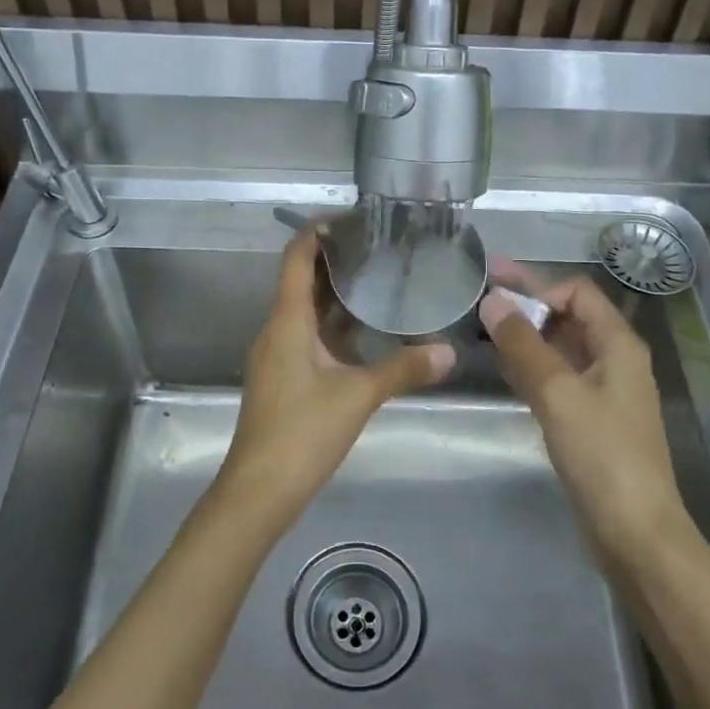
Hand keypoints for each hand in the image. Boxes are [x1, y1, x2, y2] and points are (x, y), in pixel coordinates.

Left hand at [215, 228, 454, 528]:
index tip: (351, 219)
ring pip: (307, 312)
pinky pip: (310, 337)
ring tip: (379, 280)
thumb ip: (403, 370)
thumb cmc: (302, 432)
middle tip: (379, 247)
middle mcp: (278, 331)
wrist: (260, 490)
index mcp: (287, 322)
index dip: (316, 233)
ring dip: (337, 295)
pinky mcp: (285, 378)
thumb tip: (448, 352)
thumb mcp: (358, 396)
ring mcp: (279, 356)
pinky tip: (367, 331)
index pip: (296, 259)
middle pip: (302, 282)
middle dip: (336, 261)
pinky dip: (336, 326)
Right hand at [479, 266, 694, 564]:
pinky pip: (557, 378)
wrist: (634, 531)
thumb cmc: (602, 455)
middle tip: (479, 295)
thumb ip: (524, 345)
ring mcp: (602, 392)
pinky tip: (504, 369)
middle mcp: (614, 360)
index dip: (539, 289)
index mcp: (618, 344)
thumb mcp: (559, 393)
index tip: (499, 304)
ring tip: (482, 330)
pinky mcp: (589, 420)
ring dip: (525, 336)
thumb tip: (493, 301)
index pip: (577, 292)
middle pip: (568, 317)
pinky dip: (531, 367)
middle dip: (526, 305)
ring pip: (559, 349)